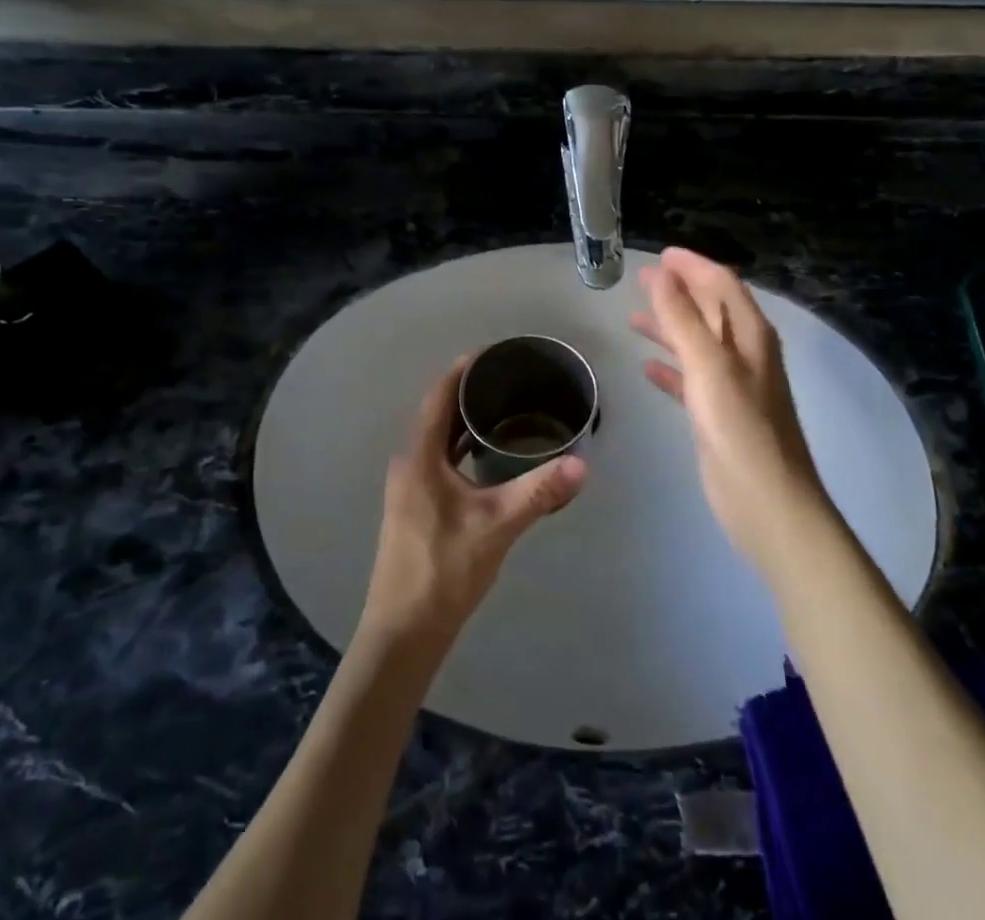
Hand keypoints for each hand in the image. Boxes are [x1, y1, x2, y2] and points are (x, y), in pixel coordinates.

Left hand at [359, 359, 587, 648]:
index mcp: (420, 457)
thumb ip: (538, 493)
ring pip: (438, 438)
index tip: (494, 353)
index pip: (438, 396)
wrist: (403, 631)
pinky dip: (462, 446)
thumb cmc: (443, 570)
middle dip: (469, 391)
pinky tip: (488, 455)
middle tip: (510, 379)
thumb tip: (580, 464)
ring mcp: (409, 486)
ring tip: (505, 408)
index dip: (463, 370)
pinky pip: (439, 458)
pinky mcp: (415, 505)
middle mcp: (409, 463)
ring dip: (465, 420)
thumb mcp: (496, 527)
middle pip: (437, 412)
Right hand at [631, 248, 831, 573]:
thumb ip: (683, 318)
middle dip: (678, 291)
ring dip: (670, 326)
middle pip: (710, 309)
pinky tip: (647, 367)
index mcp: (749, 335)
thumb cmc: (740, 429)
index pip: (722, 283)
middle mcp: (744, 354)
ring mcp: (732, 386)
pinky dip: (670, 366)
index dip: (693, 265)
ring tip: (634, 317)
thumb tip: (662, 274)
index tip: (660, 254)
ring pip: (697, 342)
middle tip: (641, 280)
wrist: (767, 503)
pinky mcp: (719, 415)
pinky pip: (690, 378)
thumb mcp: (708, 366)